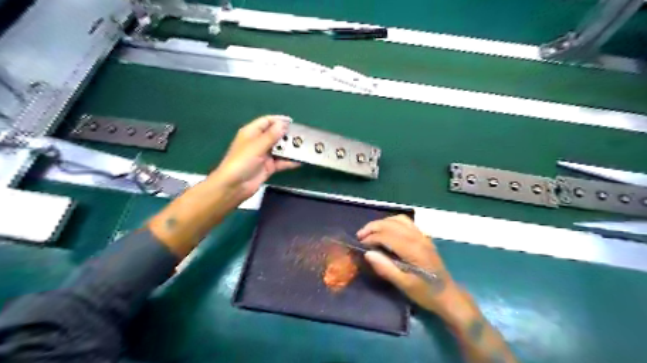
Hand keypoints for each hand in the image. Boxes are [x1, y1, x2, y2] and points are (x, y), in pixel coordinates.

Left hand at [210, 115, 300, 198]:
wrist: (234, 186)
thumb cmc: (241, 162)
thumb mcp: (257, 146)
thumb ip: (271, 136)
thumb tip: (283, 124)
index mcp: (251, 133)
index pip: (266, 121)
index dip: (278, 120)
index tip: (292, 122)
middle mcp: (258, 142)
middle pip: (275, 135)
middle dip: (287, 135)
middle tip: (302, 136)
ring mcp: (264, 155)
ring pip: (280, 149)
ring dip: (290, 149)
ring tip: (304, 147)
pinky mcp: (269, 167)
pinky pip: (281, 162)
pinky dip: (290, 161)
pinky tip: (300, 161)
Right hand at [356, 217, 461, 315]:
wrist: (448, 295)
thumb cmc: (426, 293)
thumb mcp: (404, 285)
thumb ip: (386, 268)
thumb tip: (368, 253)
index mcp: (413, 249)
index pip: (387, 235)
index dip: (371, 238)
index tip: (360, 245)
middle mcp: (418, 238)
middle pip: (391, 224)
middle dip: (373, 227)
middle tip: (360, 235)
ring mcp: (422, 235)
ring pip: (398, 219)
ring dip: (382, 222)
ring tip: (371, 231)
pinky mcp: (423, 237)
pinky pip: (406, 222)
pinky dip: (392, 222)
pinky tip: (386, 230)